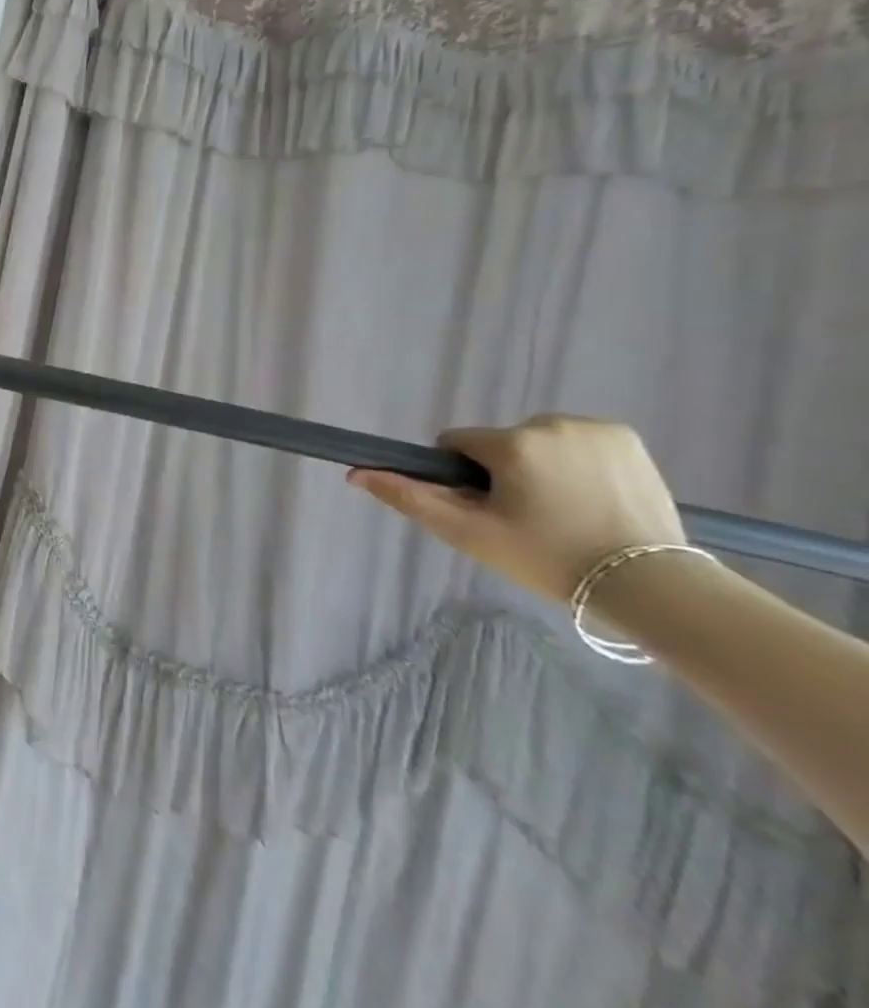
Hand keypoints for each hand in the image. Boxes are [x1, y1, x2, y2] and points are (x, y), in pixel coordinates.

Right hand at [346, 415, 687, 603]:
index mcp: (511, 443)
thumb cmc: (547, 559)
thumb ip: (410, 498)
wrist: (650, 584)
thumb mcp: (468, 533)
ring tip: (564, 510)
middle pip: (498, 443)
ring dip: (538, 465)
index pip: (456, 444)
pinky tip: (592, 497)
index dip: (461, 477)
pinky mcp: (626, 438)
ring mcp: (594, 428)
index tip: (487, 509)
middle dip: (503, 472)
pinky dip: (574, 461)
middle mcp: (550, 423)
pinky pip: (575, 440)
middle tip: (528, 518)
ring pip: (535, 440)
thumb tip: (356, 473)